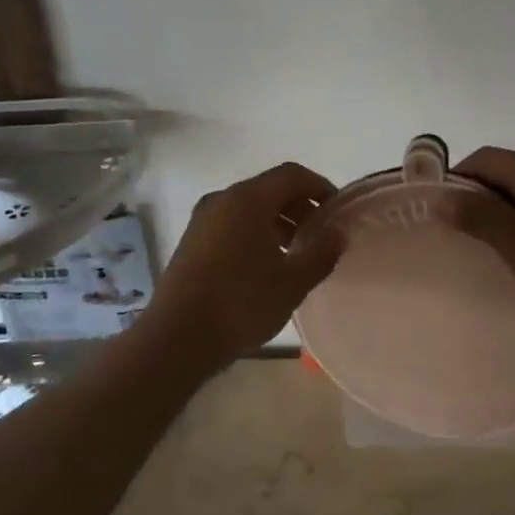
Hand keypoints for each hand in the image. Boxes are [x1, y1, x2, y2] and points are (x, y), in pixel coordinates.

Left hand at [139, 162, 341, 371]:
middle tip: (320, 235)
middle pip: (270, 189)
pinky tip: (266, 266)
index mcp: (247, 199)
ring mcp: (203, 220)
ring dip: (278, 222)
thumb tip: (337, 233)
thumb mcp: (293, 282)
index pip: (292, 175)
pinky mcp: (192, 242)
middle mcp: (222, 200)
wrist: (176, 339)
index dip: (320, 186)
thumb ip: (321, 253)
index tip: (338, 210)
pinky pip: (233, 224)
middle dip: (300, 207)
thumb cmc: (241, 303)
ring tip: (296, 254)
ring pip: (250, 208)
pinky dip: (256, 233)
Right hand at [451, 147, 514, 348]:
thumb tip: (440, 196)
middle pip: (505, 170)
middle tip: (460, 230)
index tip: (440, 210)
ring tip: (490, 243)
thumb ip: (476, 215)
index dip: (456, 178)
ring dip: (503, 209)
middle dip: (479, 195)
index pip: (483, 158)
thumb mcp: (514, 242)